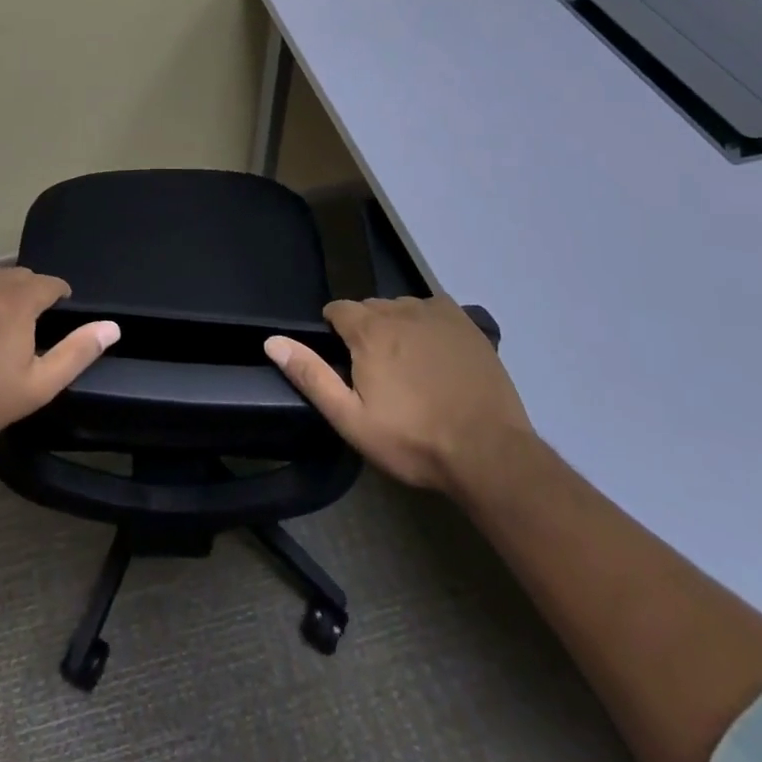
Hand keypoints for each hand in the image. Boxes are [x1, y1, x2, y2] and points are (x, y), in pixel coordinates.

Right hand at [265, 296, 533, 498]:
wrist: (489, 453)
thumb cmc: (413, 439)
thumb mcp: (351, 418)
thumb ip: (311, 375)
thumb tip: (272, 341)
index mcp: (368, 330)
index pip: (337, 310)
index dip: (335, 333)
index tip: (345, 363)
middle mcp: (399, 309)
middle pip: (370, 308)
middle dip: (366, 331)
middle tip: (377, 373)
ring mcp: (436, 313)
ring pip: (402, 308)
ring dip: (397, 327)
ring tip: (409, 368)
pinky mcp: (465, 323)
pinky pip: (433, 310)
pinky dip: (428, 324)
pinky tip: (437, 355)